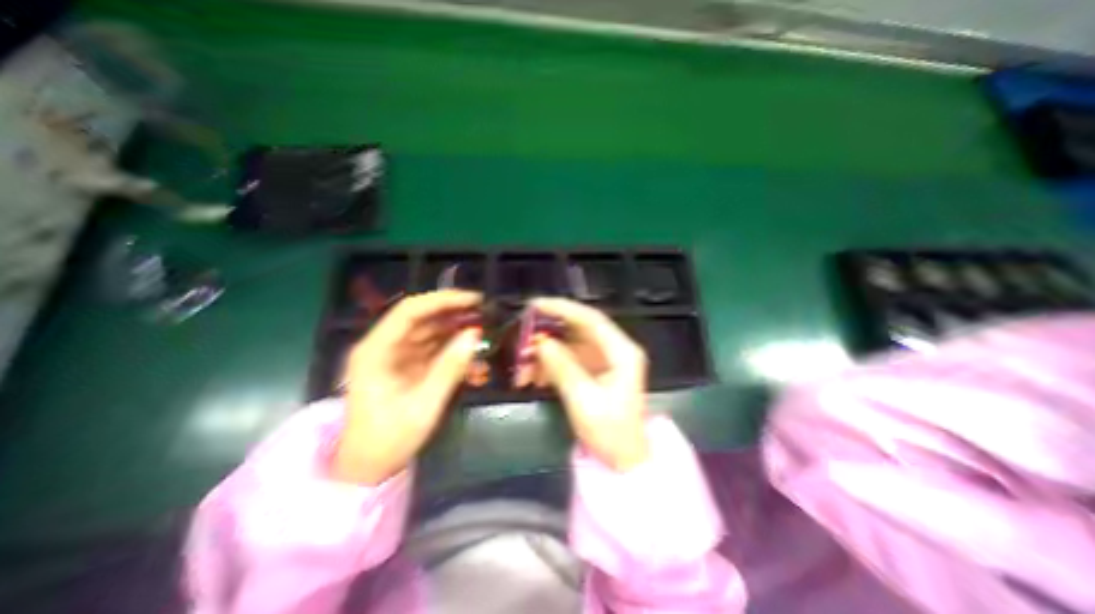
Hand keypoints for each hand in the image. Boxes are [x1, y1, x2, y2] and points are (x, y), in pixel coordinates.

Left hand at [335, 290, 482, 486]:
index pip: (409, 311)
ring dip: (456, 329)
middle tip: (485, 314)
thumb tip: (475, 334)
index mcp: (376, 351)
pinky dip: (453, 348)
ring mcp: (396, 354)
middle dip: (453, 312)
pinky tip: (473, 355)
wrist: (368, 466)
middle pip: (421, 317)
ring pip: (430, 330)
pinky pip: (433, 347)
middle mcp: (384, 346)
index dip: (442, 300)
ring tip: (484, 331)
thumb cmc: (389, 438)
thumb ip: (450, 368)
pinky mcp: (407, 364)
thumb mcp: (424, 405)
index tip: (474, 300)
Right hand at [531, 297, 647, 469]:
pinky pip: (569, 358)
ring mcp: (604, 360)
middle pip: (579, 328)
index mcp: (622, 352)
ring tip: (524, 363)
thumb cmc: (611, 433)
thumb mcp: (584, 400)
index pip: (591, 319)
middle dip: (550, 330)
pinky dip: (551, 363)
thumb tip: (540, 342)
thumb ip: (562, 367)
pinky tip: (536, 375)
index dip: (563, 308)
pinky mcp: (594, 370)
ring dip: (547, 350)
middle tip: (523, 332)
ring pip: (570, 343)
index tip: (536, 305)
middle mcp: (615, 350)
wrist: (623, 461)